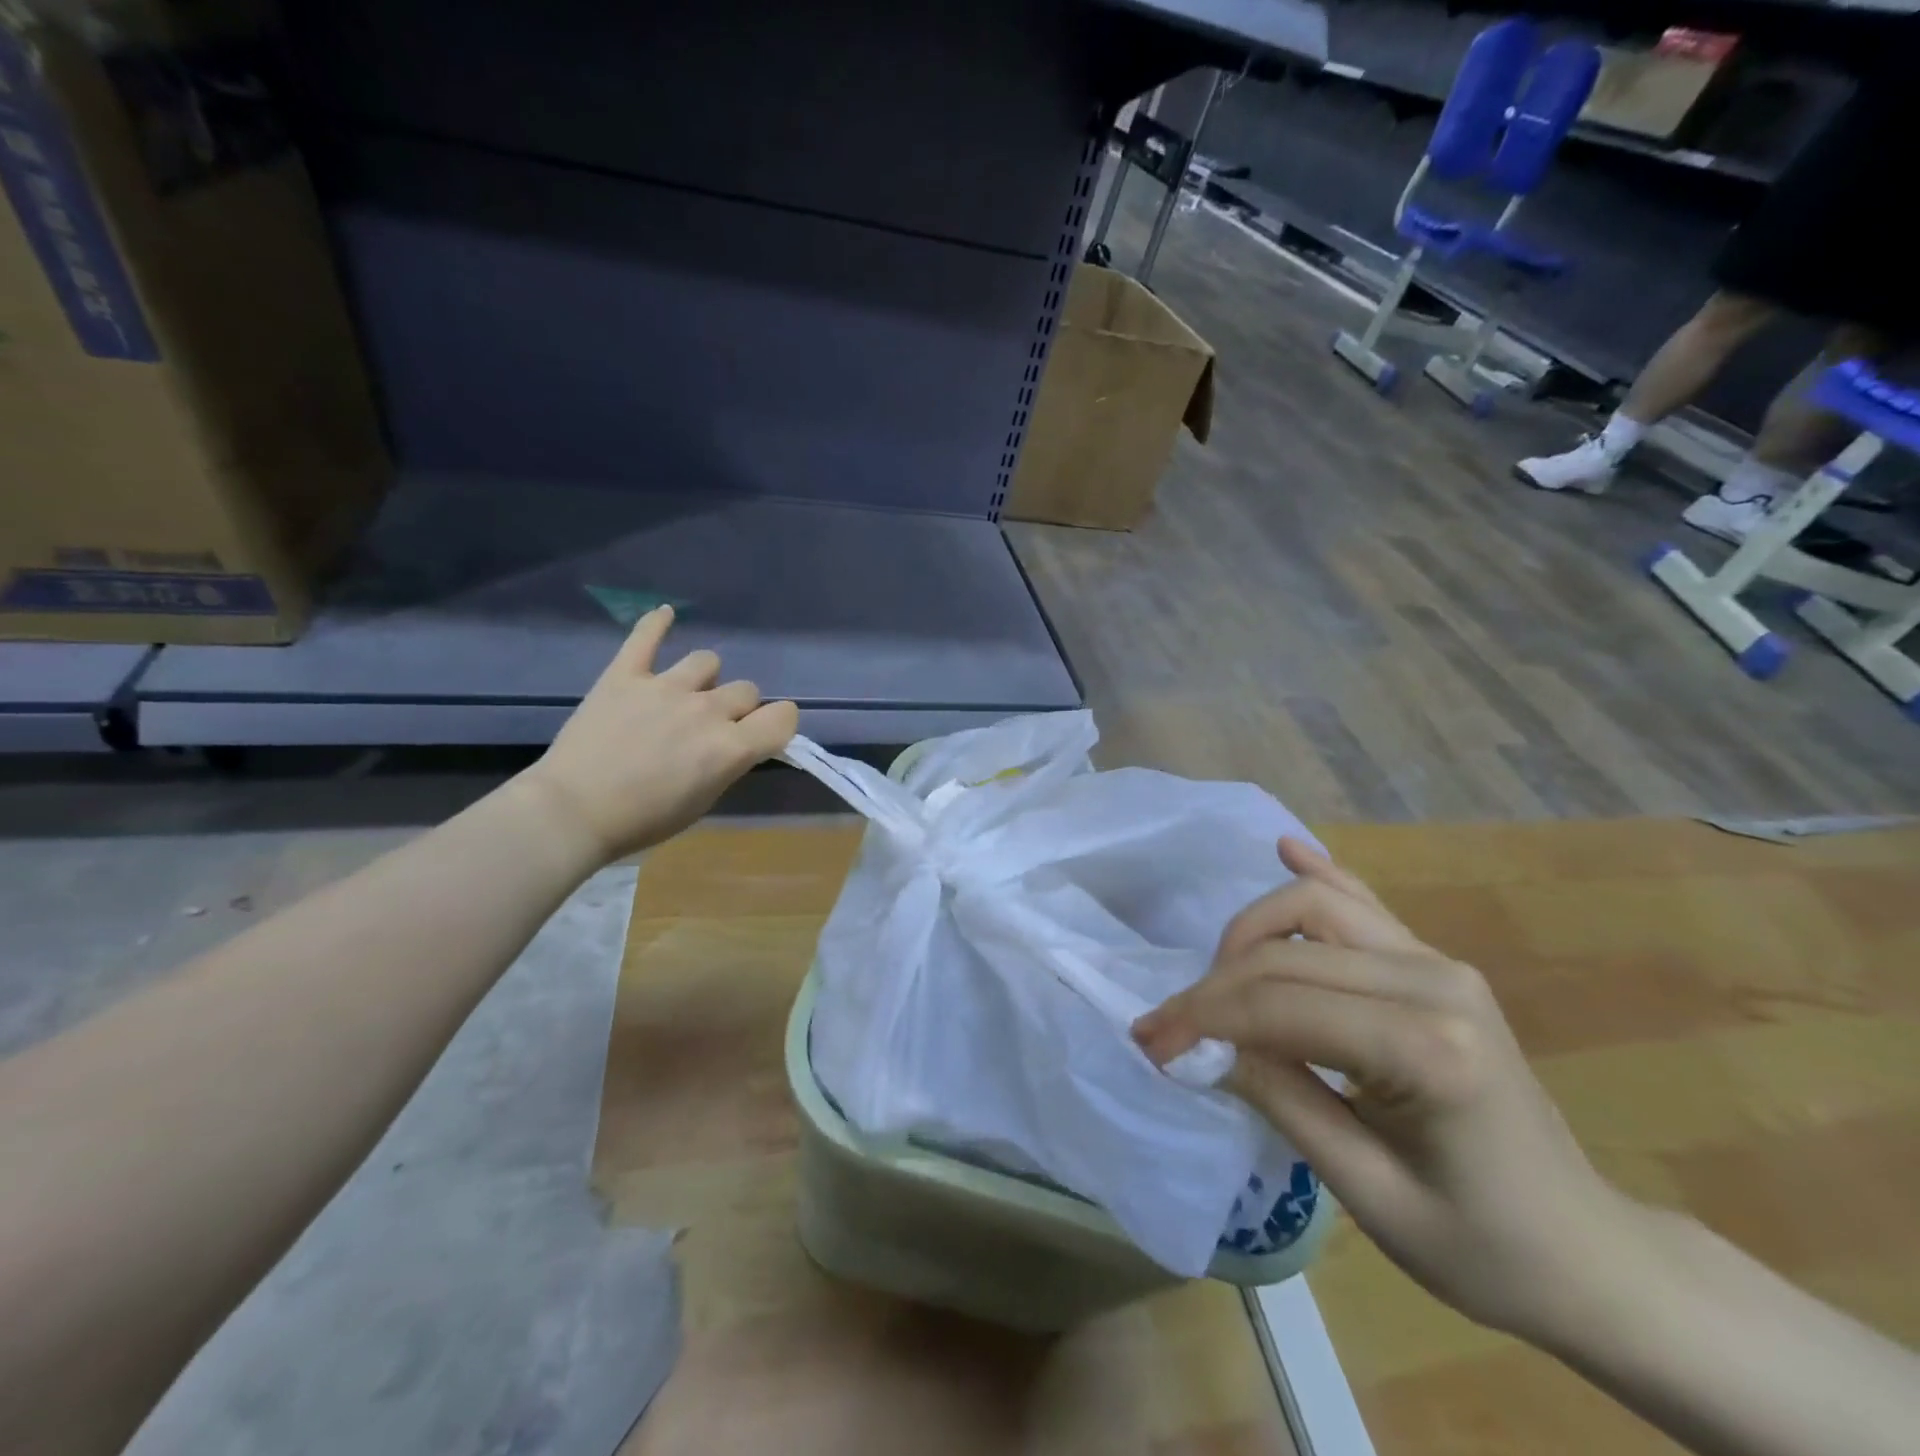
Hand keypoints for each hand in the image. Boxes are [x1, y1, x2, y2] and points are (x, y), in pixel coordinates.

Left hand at [517, 607, 798, 863]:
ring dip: (704, 679)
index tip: (765, 734)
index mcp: (730, 748)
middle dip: (738, 709)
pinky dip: (657, 624)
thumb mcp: (703, 802)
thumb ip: (728, 764)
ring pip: (708, 661)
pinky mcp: (625, 675)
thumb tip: (736, 743)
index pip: (783, 717)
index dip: (780, 724)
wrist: (571, 813)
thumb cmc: (642, 820)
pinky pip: (646, 636)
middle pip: (746, 690)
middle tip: (712, 729)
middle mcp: (706, 710)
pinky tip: (665, 615)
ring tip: (683, 695)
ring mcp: (665, 687)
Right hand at [1134, 839, 1636, 1340]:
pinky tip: (1284, 850)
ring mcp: (1439, 961)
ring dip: (1249, 934)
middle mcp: (1435, 980)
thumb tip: (1197, 1047)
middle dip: (1212, 985)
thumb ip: (1278, 1099)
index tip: (1150, 1045)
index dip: (1202, 1019)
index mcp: (1428, 1048)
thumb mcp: (1367, 1192)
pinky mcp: (1435, 961)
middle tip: (1165, 1030)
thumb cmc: (1481, 1246)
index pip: (1279, 1005)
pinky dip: (1316, 874)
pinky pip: (1361, 903)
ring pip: (1315, 905)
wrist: (1586, 1251)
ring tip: (1215, 985)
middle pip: (1287, 950)